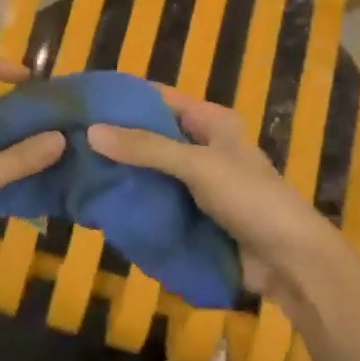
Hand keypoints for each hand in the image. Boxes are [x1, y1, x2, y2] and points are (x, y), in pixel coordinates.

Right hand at [87, 86, 337, 299]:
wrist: (290, 262)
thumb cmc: (250, 199)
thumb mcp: (197, 166)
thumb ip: (146, 148)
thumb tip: (91, 131)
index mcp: (211, 122)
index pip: (159, 99)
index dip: (124, 98)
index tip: (82, 101)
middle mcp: (202, 146)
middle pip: (151, 136)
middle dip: (116, 139)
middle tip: (69, 140)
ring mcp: (196, 183)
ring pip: (151, 171)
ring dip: (122, 173)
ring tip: (75, 170)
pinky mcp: (193, 215)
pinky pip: (157, 201)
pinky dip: (134, 201)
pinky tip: (100, 202)